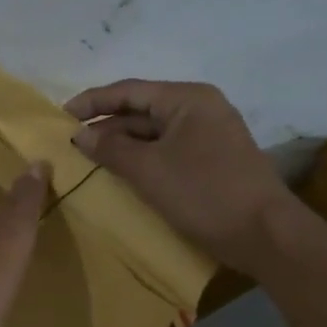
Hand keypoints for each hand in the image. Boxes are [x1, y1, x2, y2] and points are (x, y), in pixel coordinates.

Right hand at [64, 79, 295, 273]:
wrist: (265, 234)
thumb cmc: (204, 193)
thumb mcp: (149, 170)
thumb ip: (111, 149)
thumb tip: (80, 135)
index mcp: (188, 99)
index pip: (130, 91)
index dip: (93, 101)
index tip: (61, 114)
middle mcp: (201, 108)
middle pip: (143, 110)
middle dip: (107, 125)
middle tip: (72, 141)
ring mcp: (210, 135)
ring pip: (155, 132)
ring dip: (123, 144)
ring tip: (90, 158)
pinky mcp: (213, 160)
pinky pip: (169, 150)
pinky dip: (143, 158)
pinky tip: (123, 172)